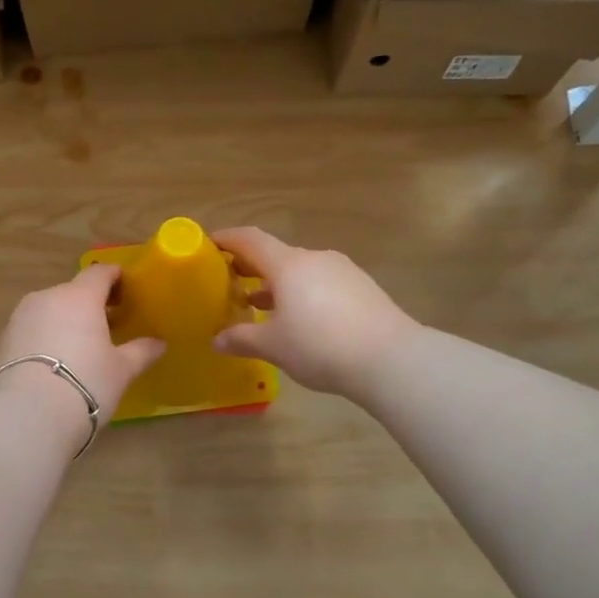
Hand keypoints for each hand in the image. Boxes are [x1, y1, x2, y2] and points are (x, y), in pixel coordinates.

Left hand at [0, 264, 165, 431]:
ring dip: (65, 320)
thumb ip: (141, 351)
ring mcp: (21, 317)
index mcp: (80, 297)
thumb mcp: (121, 370)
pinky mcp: (4, 339)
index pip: (100, 273)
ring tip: (79, 345)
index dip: (115, 278)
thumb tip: (159, 343)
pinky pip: (32, 329)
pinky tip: (54, 361)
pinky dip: (45, 337)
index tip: (127, 290)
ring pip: (50, 309)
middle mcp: (48, 297)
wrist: (28, 414)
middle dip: (90, 303)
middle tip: (108, 324)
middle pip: (73, 291)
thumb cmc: (86, 383)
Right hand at [211, 227, 419, 399]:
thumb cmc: (320, 346)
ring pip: (300, 271)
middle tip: (229, 282)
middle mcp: (315, 259)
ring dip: (277, 284)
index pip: (250, 240)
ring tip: (261, 306)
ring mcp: (343, 271)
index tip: (208, 244)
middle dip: (250, 267)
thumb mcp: (274, 346)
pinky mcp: (362, 288)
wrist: (391, 359)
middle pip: (276, 255)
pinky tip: (300, 320)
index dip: (227, 239)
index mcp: (288, 265)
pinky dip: (302, 294)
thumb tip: (218, 339)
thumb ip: (242, 339)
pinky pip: (322, 283)